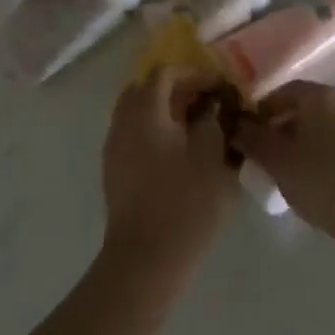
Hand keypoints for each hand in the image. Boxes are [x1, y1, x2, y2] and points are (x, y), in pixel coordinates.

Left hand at [101, 67, 236, 265]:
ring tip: (196, 129)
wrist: (145, 261)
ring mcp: (114, 147)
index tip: (219, 89)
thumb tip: (213, 108)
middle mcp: (124, 120)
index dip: (195, 74)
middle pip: (148, 89)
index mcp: (146, 110)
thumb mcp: (214, 157)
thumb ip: (214, 122)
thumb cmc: (184, 204)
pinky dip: (155, 132)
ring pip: (138, 113)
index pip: (166, 73)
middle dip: (178, 90)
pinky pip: (134, 135)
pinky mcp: (114, 172)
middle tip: (206, 104)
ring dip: (166, 112)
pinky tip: (179, 154)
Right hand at [232, 82, 334, 239]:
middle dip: (283, 128)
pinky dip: (324, 156)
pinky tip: (316, 182)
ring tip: (290, 173)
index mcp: (317, 95)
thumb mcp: (275, 158)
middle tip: (267, 156)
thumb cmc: (317, 177)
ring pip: (323, 128)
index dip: (262, 112)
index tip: (249, 135)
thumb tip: (236, 125)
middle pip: (304, 109)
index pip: (282, 93)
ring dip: (304, 143)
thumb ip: (251, 138)